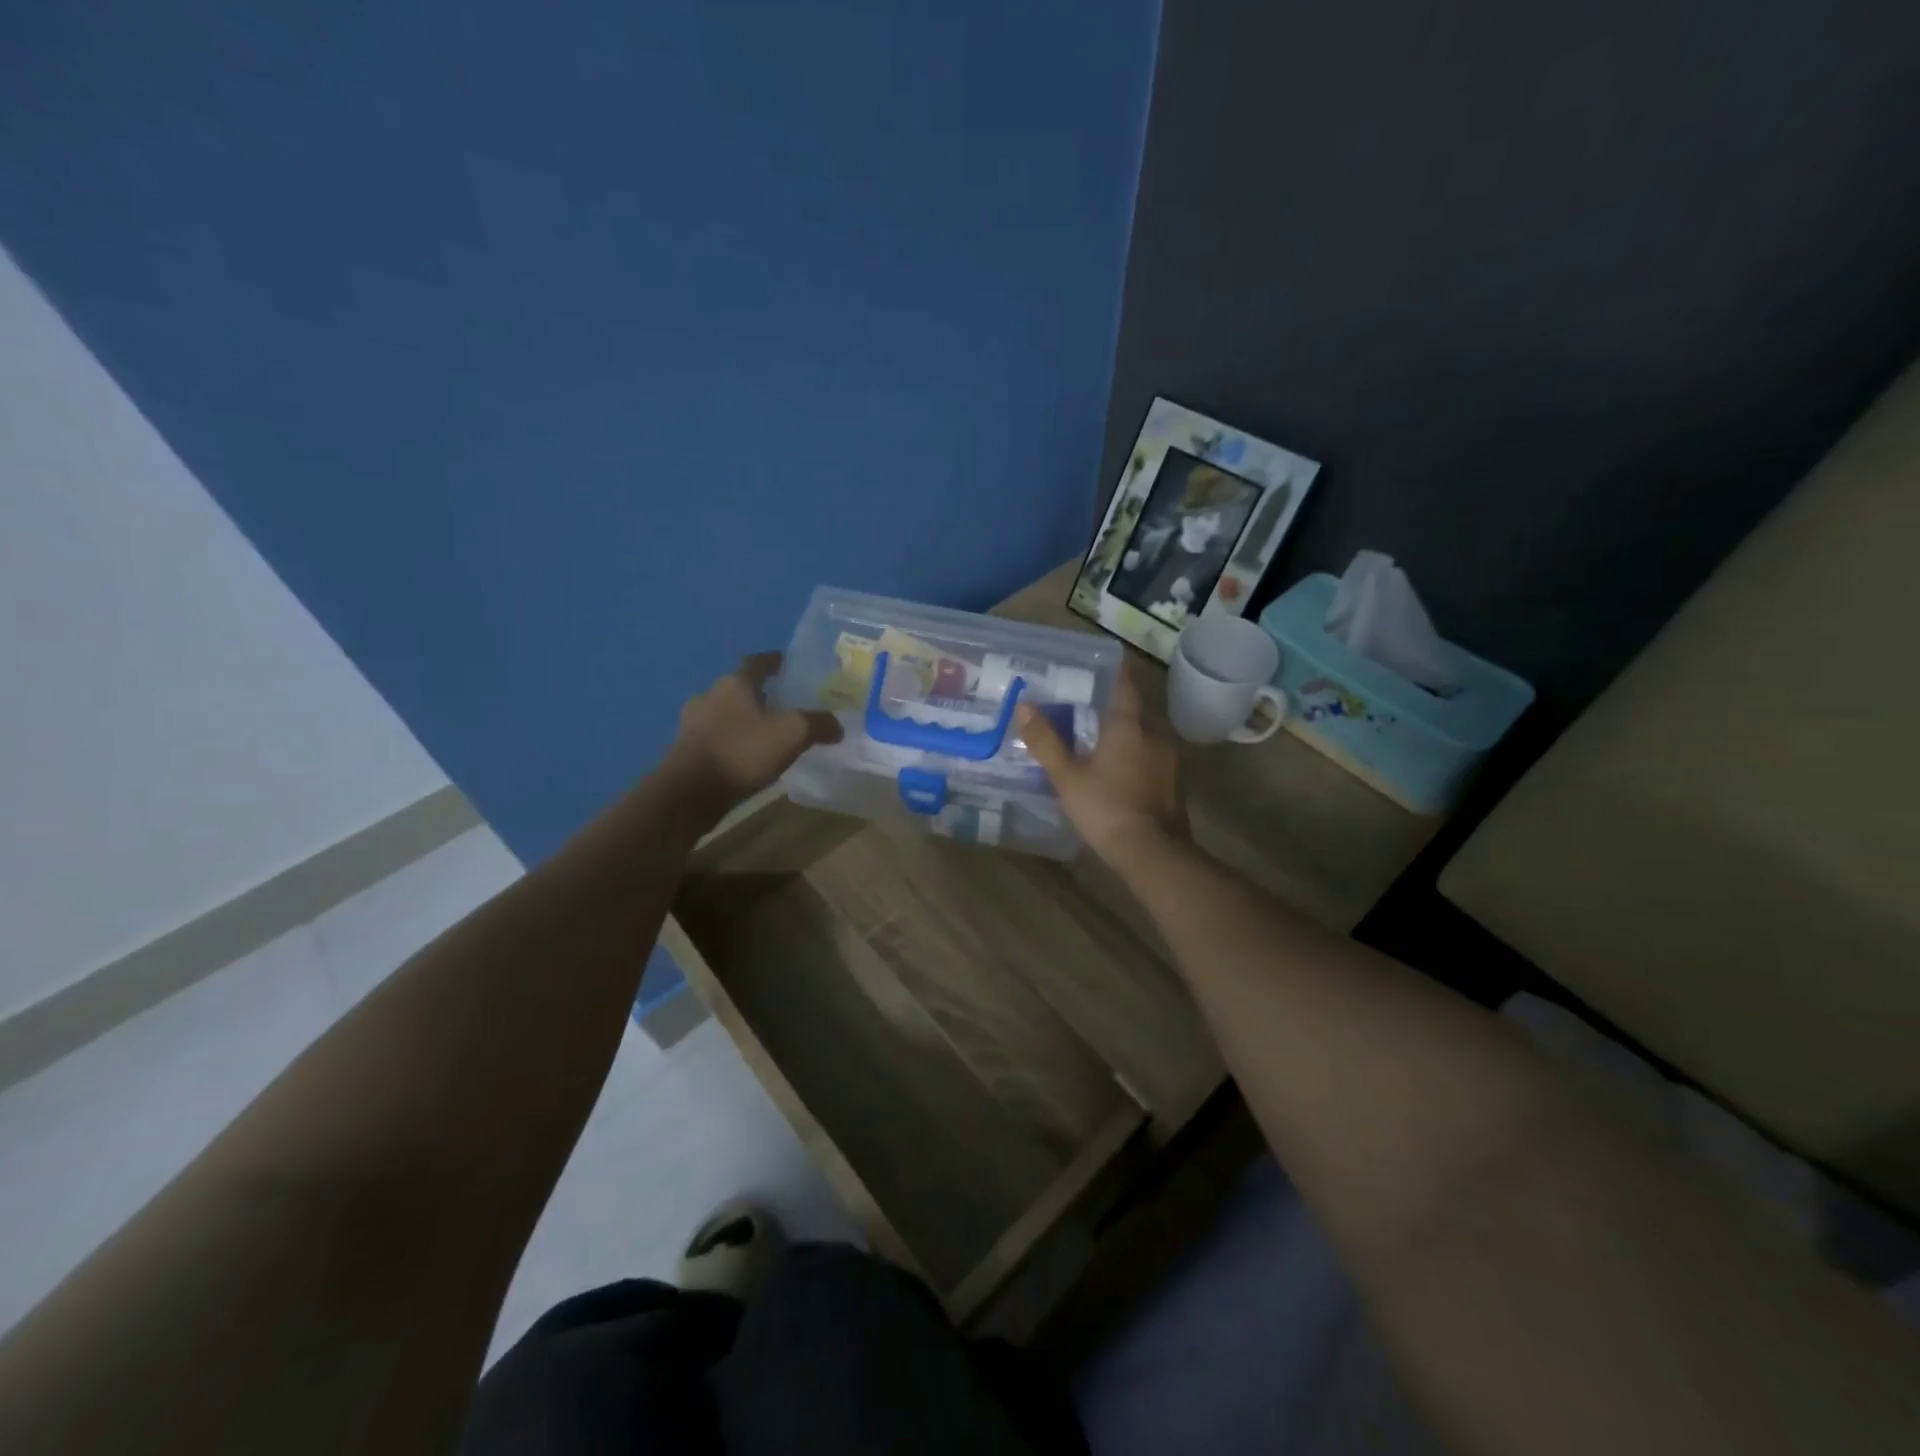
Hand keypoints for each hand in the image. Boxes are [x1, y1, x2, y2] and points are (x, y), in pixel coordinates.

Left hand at [668, 652, 842, 810]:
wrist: (690, 793)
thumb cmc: (742, 752)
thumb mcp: (792, 735)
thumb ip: (818, 724)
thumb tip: (837, 725)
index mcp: (735, 684)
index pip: (757, 662)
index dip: (774, 661)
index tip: (787, 662)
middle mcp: (710, 696)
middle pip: (738, 688)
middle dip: (759, 694)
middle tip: (782, 703)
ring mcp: (693, 724)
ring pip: (724, 713)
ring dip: (742, 719)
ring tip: (765, 733)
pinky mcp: (685, 750)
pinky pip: (715, 738)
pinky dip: (731, 741)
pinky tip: (745, 756)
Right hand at [1016, 662, 1188, 864]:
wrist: (1152, 852)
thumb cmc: (1105, 807)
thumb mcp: (1067, 776)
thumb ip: (1046, 741)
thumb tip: (1024, 706)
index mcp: (1129, 727)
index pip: (1125, 688)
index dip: (1117, 674)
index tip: (1106, 663)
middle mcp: (1155, 736)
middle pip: (1134, 716)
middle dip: (1113, 713)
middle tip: (1088, 713)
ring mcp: (1169, 763)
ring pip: (1143, 741)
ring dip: (1125, 741)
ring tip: (1099, 747)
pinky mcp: (1175, 787)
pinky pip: (1151, 764)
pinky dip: (1135, 763)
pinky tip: (1118, 777)